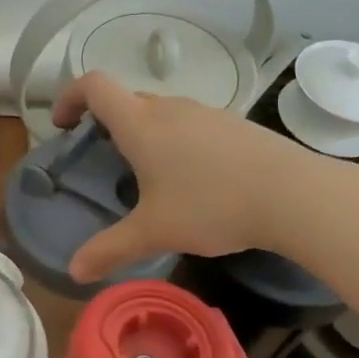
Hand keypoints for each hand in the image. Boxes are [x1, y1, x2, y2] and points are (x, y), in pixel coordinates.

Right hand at [52, 71, 329, 283]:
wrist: (293, 194)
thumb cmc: (211, 205)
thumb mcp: (154, 232)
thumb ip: (110, 249)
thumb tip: (74, 272)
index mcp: (140, 124)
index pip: (94, 85)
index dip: (70, 96)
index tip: (64, 125)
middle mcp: (169, 108)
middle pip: (126, 99)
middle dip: (106, 123)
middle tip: (104, 160)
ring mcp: (205, 113)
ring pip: (160, 112)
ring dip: (143, 132)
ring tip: (148, 175)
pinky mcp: (233, 125)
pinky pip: (190, 123)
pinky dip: (175, 140)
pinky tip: (193, 179)